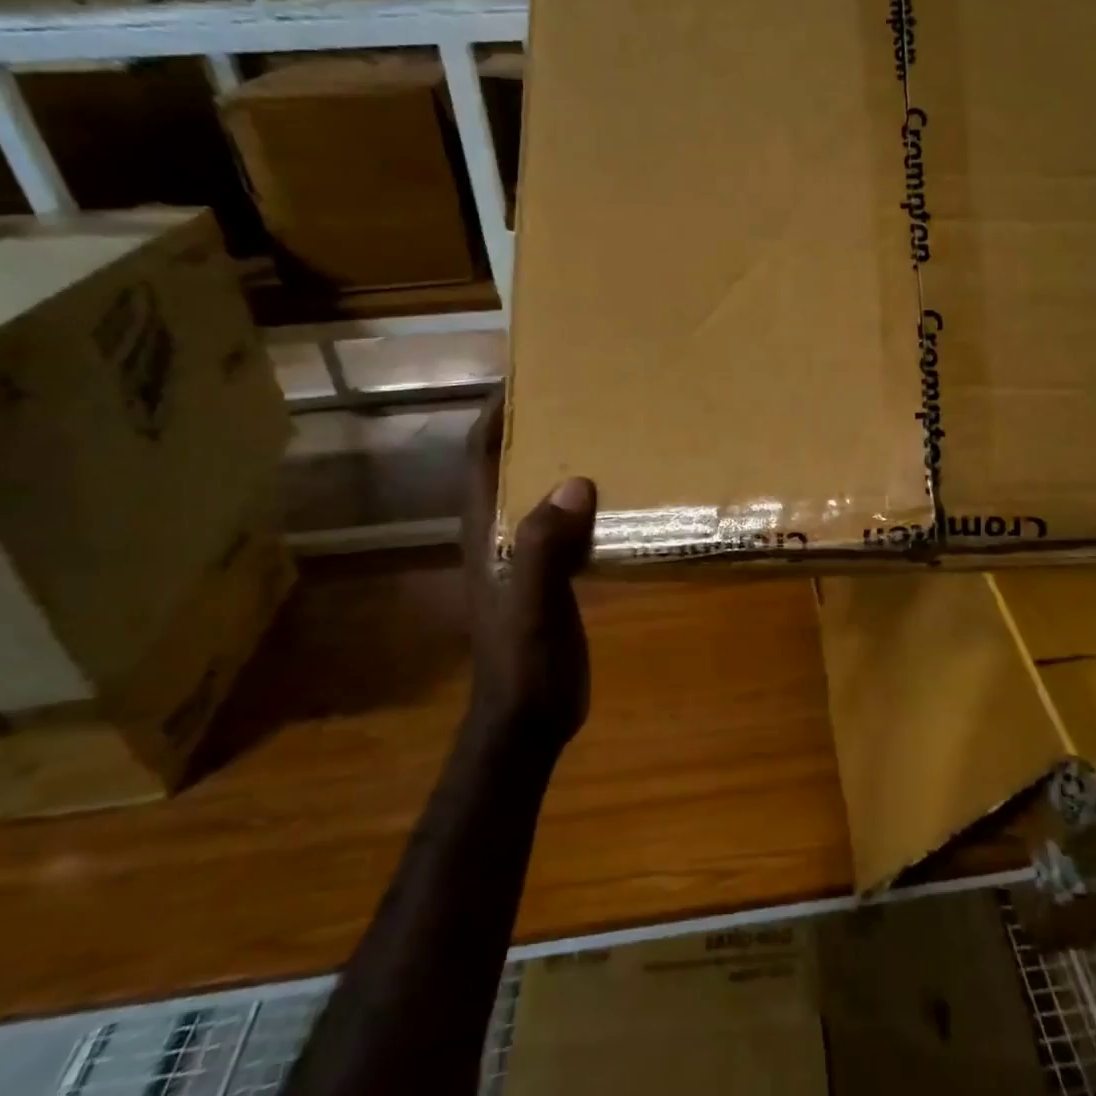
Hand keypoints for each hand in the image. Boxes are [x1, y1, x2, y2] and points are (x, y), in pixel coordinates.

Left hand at [462, 403, 596, 752]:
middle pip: (509, 465)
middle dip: (533, 427)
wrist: (528, 719)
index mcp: (486, 532)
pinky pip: (564, 521)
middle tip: (577, 395)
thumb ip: (544, 547)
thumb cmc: (523, 662)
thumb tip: (575, 483)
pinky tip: (615, 492)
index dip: (495, 414)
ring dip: (560, 460)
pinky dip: (582, 498)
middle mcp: (500, 534)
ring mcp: (524, 555)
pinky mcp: (550, 573)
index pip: (480, 457)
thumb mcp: (532, 605)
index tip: (524, 376)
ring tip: (602, 431)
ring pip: (538, 492)